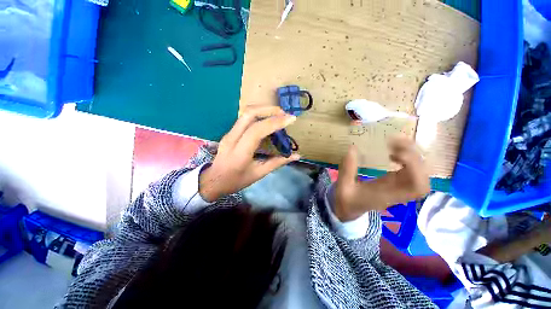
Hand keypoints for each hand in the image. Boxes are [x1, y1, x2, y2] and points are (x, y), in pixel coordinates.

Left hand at [199, 106, 300, 201]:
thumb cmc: (236, 180)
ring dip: (263, 110)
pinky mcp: (230, 132)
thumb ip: (277, 162)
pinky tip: (267, 121)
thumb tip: (296, 156)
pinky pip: (245, 118)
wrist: (214, 181)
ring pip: (246, 113)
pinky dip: (258, 115)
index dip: (275, 122)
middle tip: (284, 114)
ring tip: (278, 115)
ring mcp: (229, 133)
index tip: (291, 119)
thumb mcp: (259, 174)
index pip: (257, 131)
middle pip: (249, 114)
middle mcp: (232, 138)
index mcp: (240, 152)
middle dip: (269, 110)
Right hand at [334, 136, 429, 221]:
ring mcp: (399, 187)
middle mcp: (398, 192)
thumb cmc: (346, 200)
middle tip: (394, 142)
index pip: (416, 186)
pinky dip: (407, 158)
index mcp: (387, 195)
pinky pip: (410, 170)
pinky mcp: (395, 182)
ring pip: (419, 173)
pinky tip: (394, 152)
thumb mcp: (343, 186)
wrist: (349, 208)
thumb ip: (347, 169)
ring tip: (395, 143)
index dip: (415, 168)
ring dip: (412, 155)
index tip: (396, 154)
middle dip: (414, 156)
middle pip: (422, 177)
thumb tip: (352, 148)